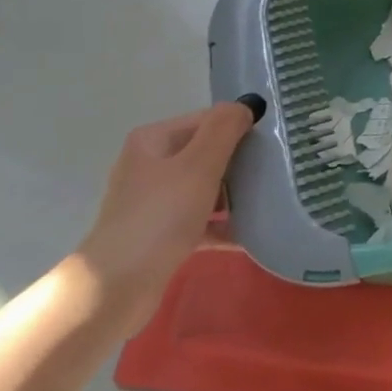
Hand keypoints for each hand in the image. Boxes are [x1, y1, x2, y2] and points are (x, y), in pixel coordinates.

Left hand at [78, 100, 259, 330]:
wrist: (116, 286)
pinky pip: (201, 221)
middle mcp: (150, 165)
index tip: (273, 145)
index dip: (240, 129)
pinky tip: (251, 235)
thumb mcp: (199, 165)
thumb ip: (225, 130)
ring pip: (206, 188)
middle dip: (240, 163)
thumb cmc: (161, 216)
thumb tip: (247, 105)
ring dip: (235, 195)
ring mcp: (153, 201)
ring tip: (269, 203)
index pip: (207, 121)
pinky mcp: (160, 234)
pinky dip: (223, 225)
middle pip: (207, 153)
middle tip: (275, 174)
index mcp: (154, 141)